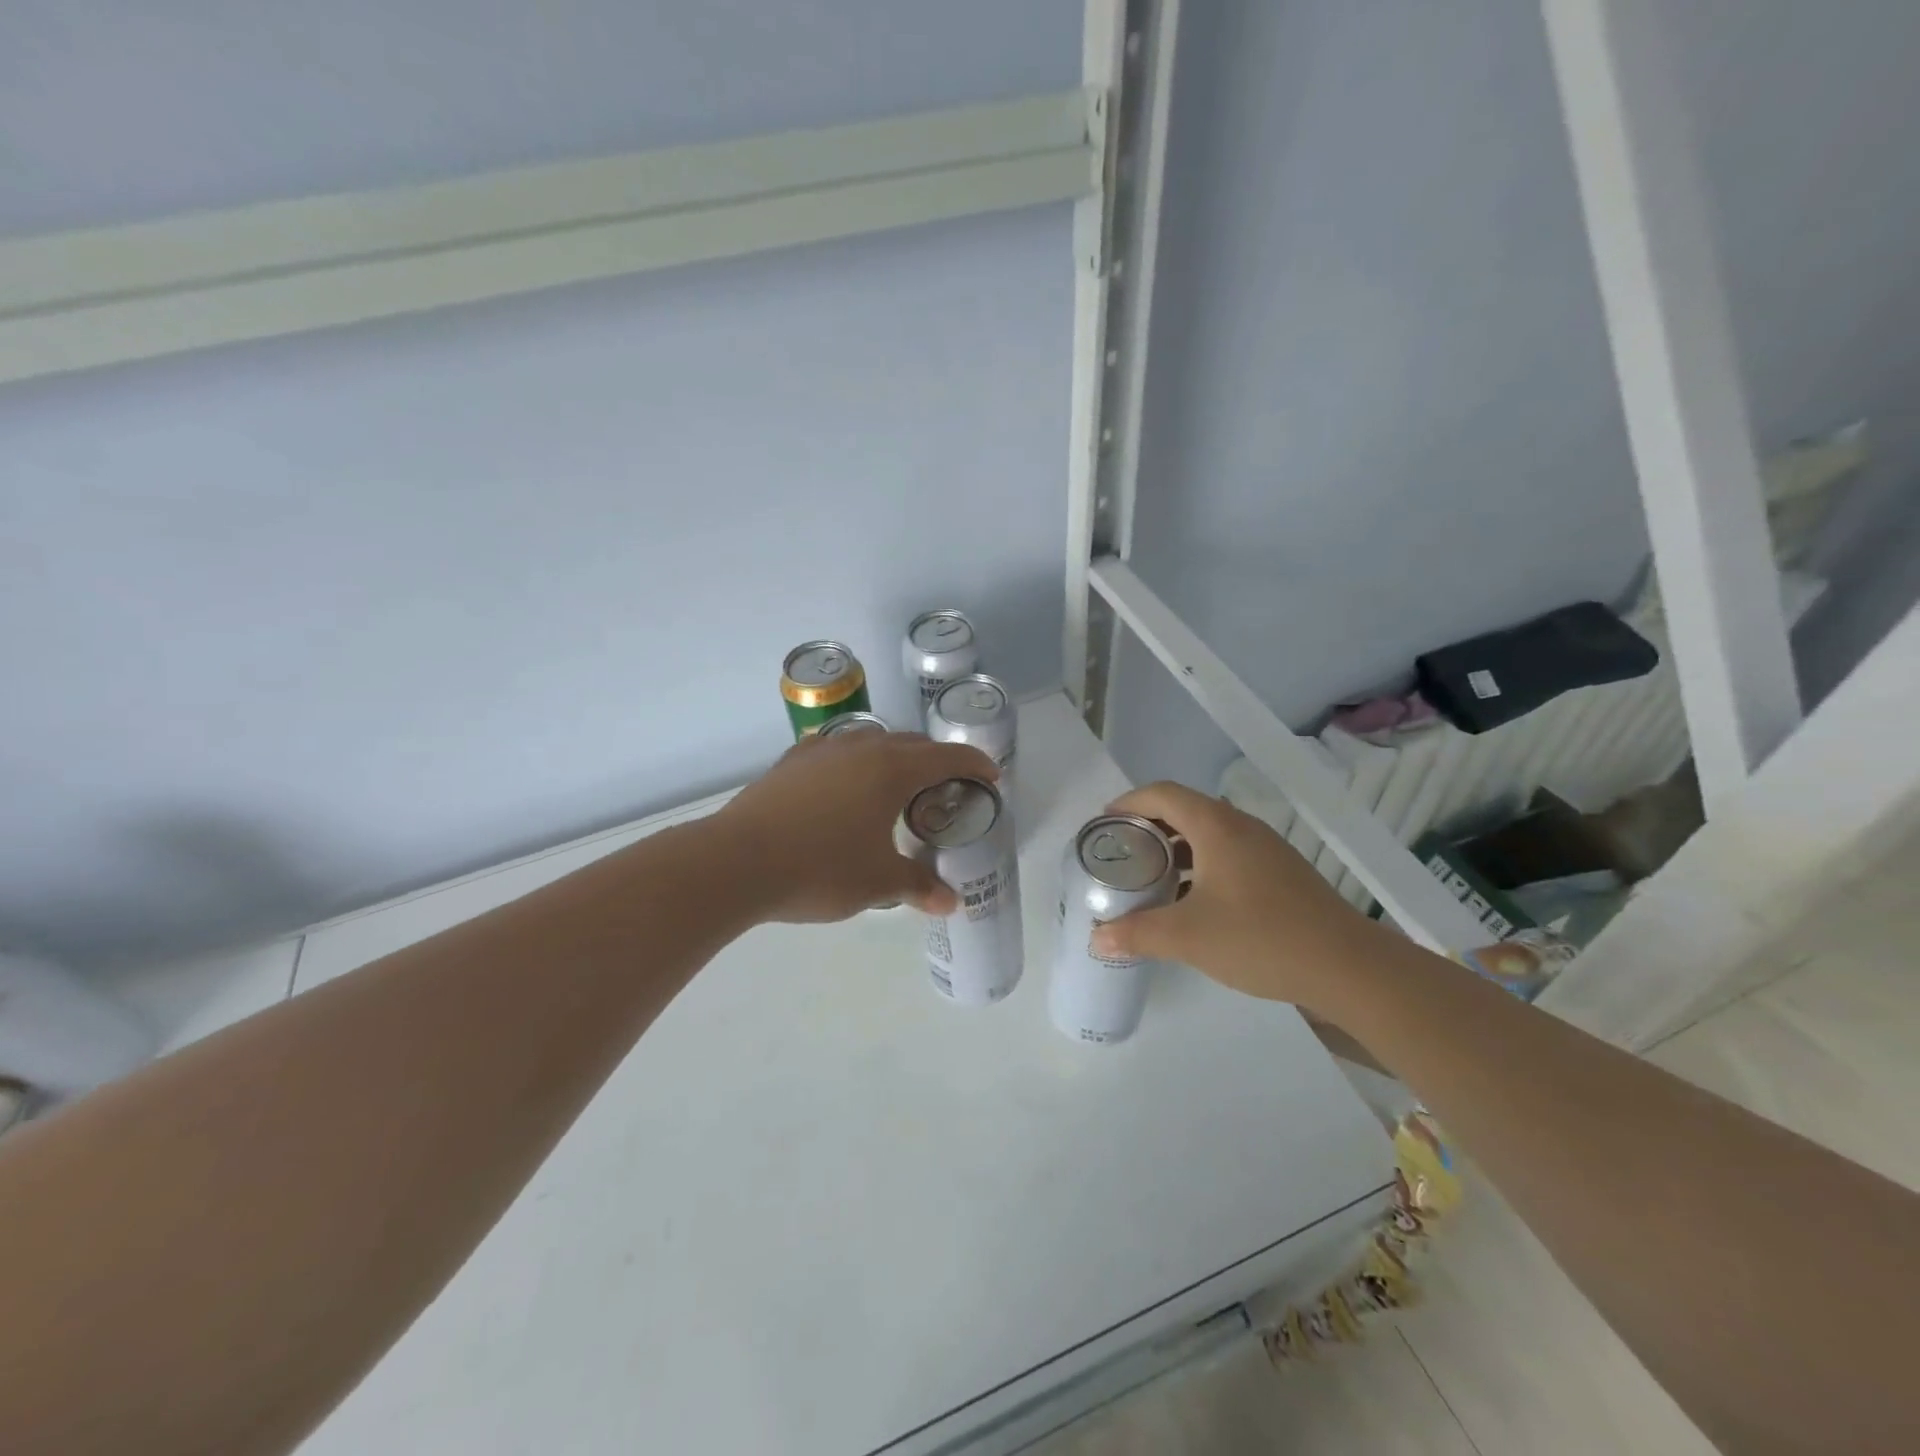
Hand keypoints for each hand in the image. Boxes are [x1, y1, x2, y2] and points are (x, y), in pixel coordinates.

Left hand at [717, 730, 998, 922]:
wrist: (737, 862)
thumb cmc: (820, 868)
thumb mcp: (877, 883)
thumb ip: (917, 887)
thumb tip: (950, 903)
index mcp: (891, 770)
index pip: (946, 757)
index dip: (974, 764)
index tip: (991, 776)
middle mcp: (860, 748)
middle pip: (911, 743)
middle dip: (936, 760)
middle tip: (948, 786)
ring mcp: (821, 751)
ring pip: (871, 741)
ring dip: (894, 757)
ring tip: (898, 785)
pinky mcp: (791, 763)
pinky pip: (836, 752)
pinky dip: (855, 763)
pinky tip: (845, 785)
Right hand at [1089, 781, 1391, 1015]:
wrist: (1347, 966)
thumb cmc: (1260, 938)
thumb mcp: (1188, 937)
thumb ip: (1137, 934)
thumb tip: (1096, 938)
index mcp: (1216, 826)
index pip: (1162, 794)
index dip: (1128, 802)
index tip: (1103, 824)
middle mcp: (1241, 827)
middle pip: (1185, 810)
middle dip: (1148, 827)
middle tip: (1121, 854)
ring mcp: (1265, 849)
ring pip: (1208, 834)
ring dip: (1175, 848)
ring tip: (1150, 877)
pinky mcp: (1280, 873)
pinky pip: (1228, 854)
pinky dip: (1200, 865)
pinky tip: (1192, 901)